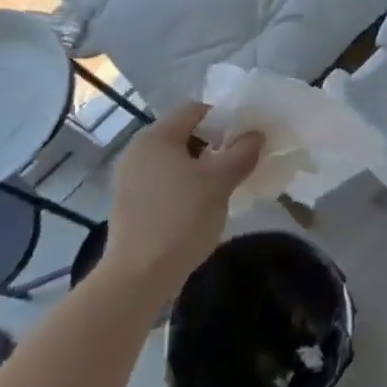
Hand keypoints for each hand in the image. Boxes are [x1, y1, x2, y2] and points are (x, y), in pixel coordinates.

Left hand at [102, 102, 262, 299]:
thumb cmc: (181, 218)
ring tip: (225, 186)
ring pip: (176, 160)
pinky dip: (185, 185)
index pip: (195, 110)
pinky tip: (202, 206)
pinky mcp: (131, 203)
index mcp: (156, 137)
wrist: (139, 276)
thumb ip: (242, 152)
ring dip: (202, 167)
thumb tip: (256, 135)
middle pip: (184, 134)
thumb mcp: (220, 182)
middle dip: (215, 145)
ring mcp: (130, 179)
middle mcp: (138, 151)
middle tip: (240, 162)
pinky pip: (164, 181)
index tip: (245, 139)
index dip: (224, 119)